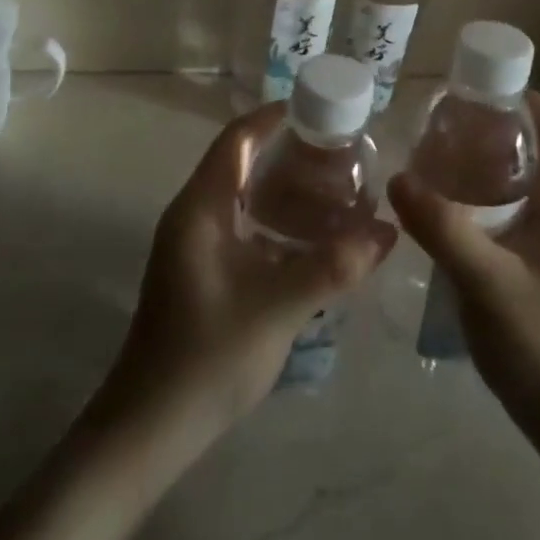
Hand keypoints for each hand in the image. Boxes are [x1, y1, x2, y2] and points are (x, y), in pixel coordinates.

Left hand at [95, 103, 396, 444]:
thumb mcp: (279, 307)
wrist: (149, 430)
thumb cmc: (208, 357)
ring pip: (243, 196)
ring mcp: (193, 245)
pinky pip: (242, 226)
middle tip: (341, 152)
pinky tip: (311, 240)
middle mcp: (193, 216)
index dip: (274, 116)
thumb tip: (390, 231)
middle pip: (241, 161)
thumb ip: (335, 265)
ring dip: (283, 187)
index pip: (238, 139)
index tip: (321, 109)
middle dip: (289, 151)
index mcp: (201, 208)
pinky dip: (275, 220)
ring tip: (335, 189)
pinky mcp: (201, 271)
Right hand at [388, 92, 539, 434]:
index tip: (478, 86)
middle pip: (533, 147)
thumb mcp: (487, 281)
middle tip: (439, 123)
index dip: (526, 96)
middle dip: (491, 126)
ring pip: (515, 182)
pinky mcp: (532, 265)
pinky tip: (439, 212)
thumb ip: (442, 228)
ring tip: (430, 159)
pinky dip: (475, 198)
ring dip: (479, 163)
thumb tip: (397, 177)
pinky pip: (504, 212)